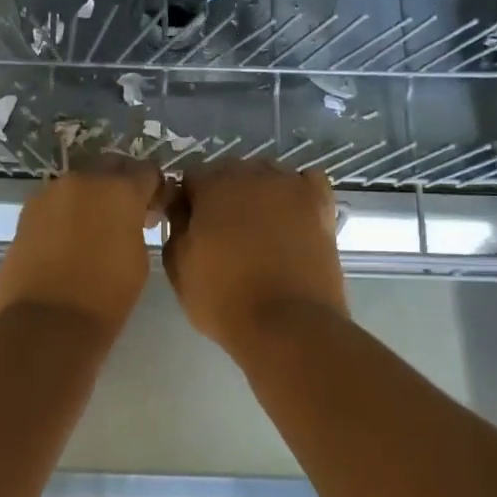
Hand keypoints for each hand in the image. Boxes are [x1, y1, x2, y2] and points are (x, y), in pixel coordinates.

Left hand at [0, 160, 162, 337]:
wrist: (46, 323)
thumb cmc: (105, 297)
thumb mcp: (139, 259)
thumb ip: (137, 226)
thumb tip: (131, 219)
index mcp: (119, 190)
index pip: (147, 171)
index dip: (156, 189)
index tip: (156, 211)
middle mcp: (82, 181)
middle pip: (110, 168)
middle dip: (122, 185)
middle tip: (129, 216)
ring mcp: (49, 194)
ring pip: (79, 185)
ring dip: (92, 198)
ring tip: (97, 231)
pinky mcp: (26, 213)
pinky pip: (56, 203)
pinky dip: (67, 214)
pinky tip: (71, 241)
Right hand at [162, 161, 346, 355]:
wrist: (287, 324)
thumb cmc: (223, 298)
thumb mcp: (177, 267)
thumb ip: (176, 226)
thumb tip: (183, 209)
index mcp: (213, 185)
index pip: (191, 177)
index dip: (187, 202)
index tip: (189, 228)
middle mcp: (253, 173)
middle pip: (231, 172)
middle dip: (223, 195)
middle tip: (222, 232)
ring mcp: (291, 186)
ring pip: (267, 175)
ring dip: (257, 193)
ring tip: (258, 228)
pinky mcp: (321, 204)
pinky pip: (304, 183)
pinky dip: (295, 193)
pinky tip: (290, 216)